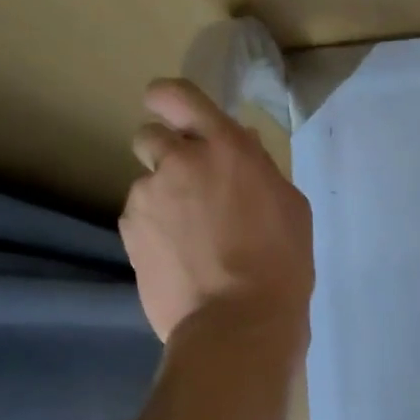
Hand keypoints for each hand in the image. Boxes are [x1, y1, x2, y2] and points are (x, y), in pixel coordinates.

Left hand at [121, 79, 313, 343]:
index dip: (170, 101)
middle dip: (166, 153)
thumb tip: (240, 145)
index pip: (176, 95)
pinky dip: (154, 232)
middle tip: (191, 187)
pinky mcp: (129, 233)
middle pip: (149, 134)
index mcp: (225, 148)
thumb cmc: (281, 264)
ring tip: (190, 240)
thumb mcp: (290, 208)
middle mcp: (178, 161)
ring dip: (163, 199)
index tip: (177, 117)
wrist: (238, 323)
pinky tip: (179, 261)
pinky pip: (139, 219)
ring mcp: (147, 197)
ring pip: (145, 183)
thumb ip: (259, 168)